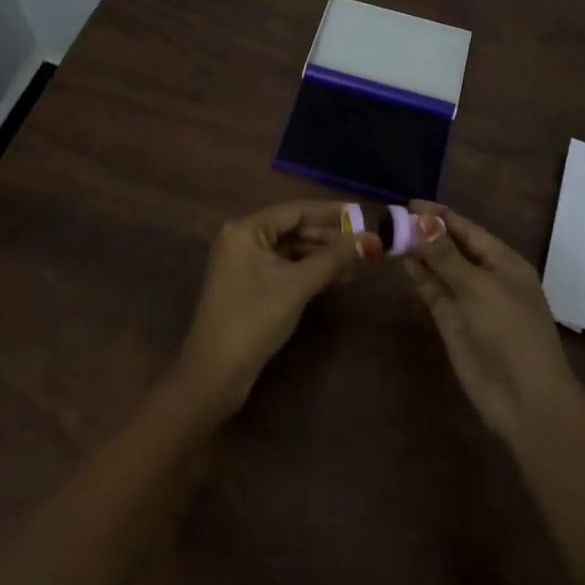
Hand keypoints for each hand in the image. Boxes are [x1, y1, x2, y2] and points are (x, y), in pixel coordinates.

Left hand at [174, 200, 365, 421]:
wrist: (215, 373)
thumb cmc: (255, 319)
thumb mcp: (298, 285)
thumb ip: (333, 258)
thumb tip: (370, 240)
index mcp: (245, 229)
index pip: (294, 211)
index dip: (330, 213)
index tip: (362, 215)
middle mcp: (241, 239)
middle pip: (292, 229)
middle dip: (328, 237)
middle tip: (364, 242)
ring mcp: (242, 263)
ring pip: (289, 249)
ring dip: (320, 255)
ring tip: (356, 263)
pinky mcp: (247, 285)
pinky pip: (282, 267)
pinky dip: (306, 270)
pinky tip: (334, 277)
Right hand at [403, 202, 578, 447]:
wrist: (524, 398)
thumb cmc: (510, 331)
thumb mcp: (479, 287)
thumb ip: (446, 255)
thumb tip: (420, 220)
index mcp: (504, 262)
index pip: (467, 229)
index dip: (439, 216)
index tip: (408, 203)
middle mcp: (486, 276)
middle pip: (451, 247)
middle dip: (425, 232)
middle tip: (391, 217)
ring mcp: (468, 300)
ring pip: (440, 269)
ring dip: (419, 253)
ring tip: (391, 234)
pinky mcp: (453, 323)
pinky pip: (434, 292)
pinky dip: (420, 277)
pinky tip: (403, 261)